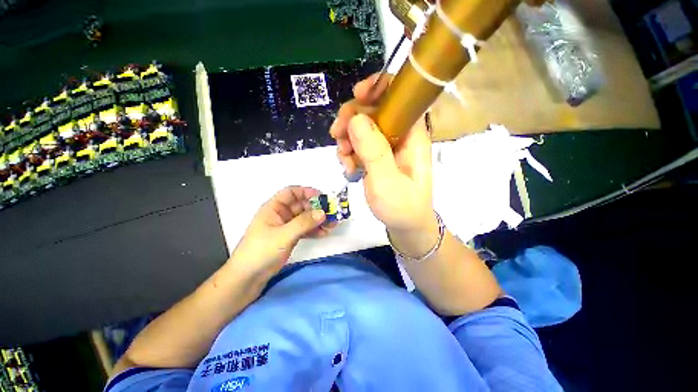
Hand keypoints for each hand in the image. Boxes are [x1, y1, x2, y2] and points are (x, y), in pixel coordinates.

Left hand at [230, 186, 331, 276]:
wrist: (248, 276)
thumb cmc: (261, 250)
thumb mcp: (283, 235)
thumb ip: (304, 223)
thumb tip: (323, 213)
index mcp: (274, 207)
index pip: (292, 192)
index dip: (306, 192)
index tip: (322, 197)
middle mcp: (282, 214)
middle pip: (302, 205)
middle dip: (317, 208)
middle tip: (331, 213)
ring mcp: (287, 226)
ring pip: (306, 218)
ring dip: (318, 220)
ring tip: (332, 225)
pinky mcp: (291, 236)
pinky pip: (306, 229)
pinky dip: (315, 230)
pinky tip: (324, 233)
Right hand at [330, 75, 435, 233]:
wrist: (404, 226)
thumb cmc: (401, 206)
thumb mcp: (387, 181)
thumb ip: (373, 151)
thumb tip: (356, 119)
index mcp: (413, 135)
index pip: (400, 96)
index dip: (379, 87)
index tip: (357, 96)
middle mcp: (401, 135)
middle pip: (375, 110)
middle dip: (352, 119)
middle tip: (337, 135)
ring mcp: (388, 146)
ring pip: (363, 128)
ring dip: (347, 139)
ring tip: (344, 161)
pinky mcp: (378, 156)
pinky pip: (359, 144)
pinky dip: (349, 152)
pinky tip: (348, 167)